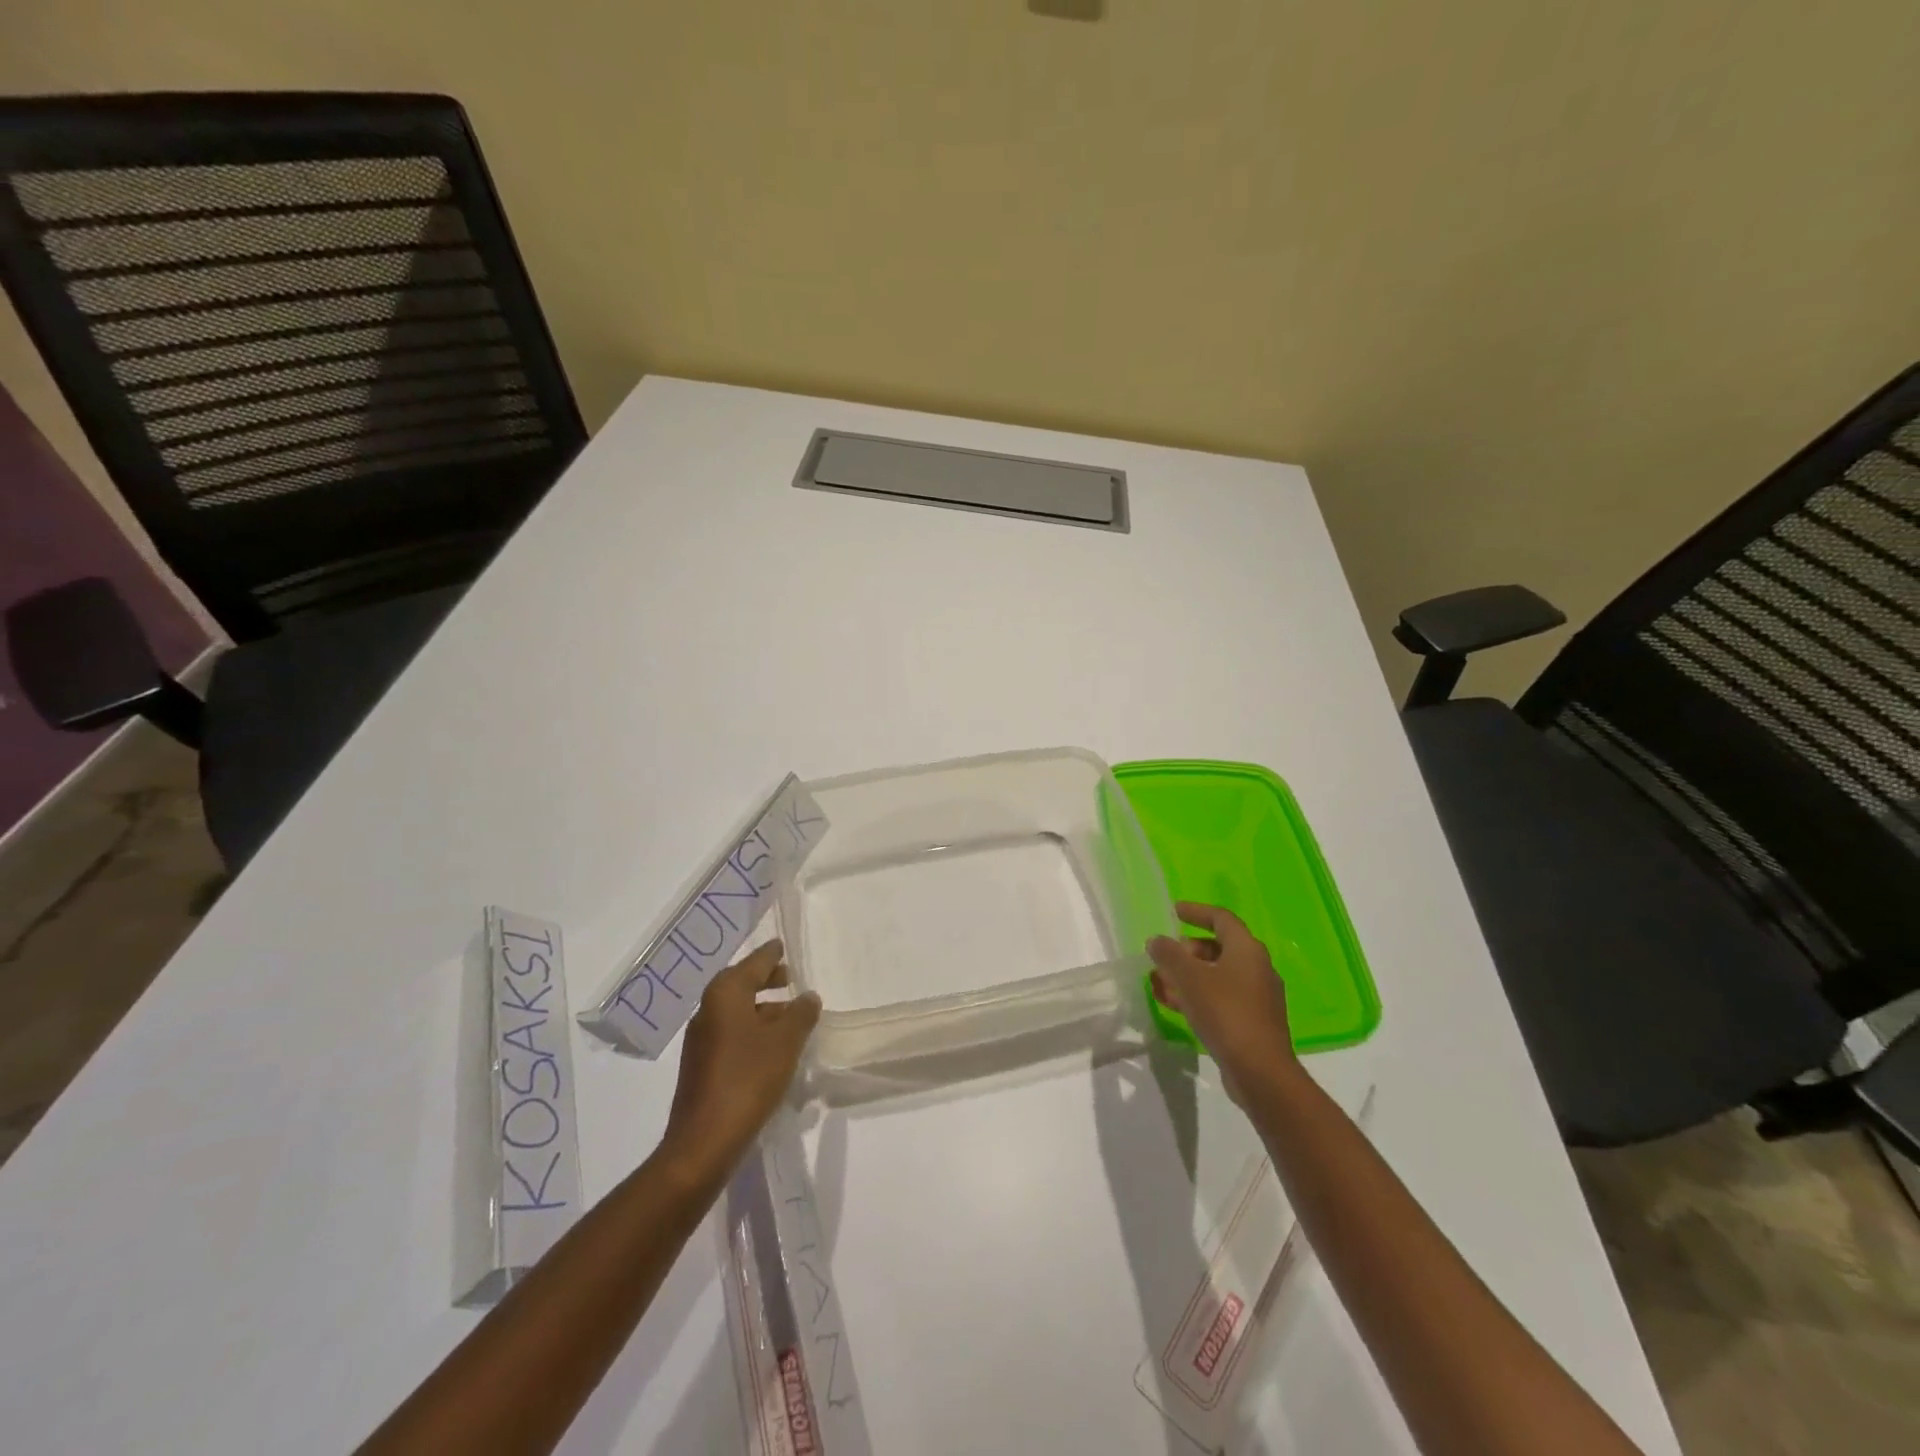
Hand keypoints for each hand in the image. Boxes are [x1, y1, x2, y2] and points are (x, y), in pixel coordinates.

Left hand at [661, 940, 820, 1182]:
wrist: (703, 1141)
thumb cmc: (747, 1079)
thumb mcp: (785, 1042)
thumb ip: (801, 1014)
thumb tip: (808, 997)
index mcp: (725, 994)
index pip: (753, 963)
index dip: (771, 954)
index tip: (782, 945)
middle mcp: (708, 1010)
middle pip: (740, 984)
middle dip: (765, 979)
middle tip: (789, 977)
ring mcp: (701, 1040)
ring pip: (736, 1011)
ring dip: (762, 1008)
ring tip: (790, 1015)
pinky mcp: (701, 1066)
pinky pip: (731, 1033)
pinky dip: (752, 1030)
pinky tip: (772, 1047)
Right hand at [1148, 902, 1298, 1097]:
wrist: (1260, 1071)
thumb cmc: (1225, 1012)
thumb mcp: (1189, 978)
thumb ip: (1169, 954)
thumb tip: (1157, 940)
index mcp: (1247, 949)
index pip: (1221, 918)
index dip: (1196, 911)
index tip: (1174, 911)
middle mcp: (1257, 968)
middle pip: (1218, 947)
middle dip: (1186, 950)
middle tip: (1163, 956)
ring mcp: (1257, 997)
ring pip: (1217, 975)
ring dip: (1187, 975)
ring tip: (1159, 982)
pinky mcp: (1252, 1021)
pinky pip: (1220, 998)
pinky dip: (1197, 995)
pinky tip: (1174, 1005)